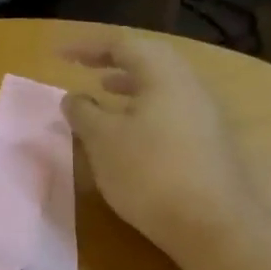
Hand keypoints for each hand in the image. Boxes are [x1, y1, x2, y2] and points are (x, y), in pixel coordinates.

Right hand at [60, 26, 259, 249]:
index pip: (123, 45)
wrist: (212, 224)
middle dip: (113, 62)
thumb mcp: (103, 140)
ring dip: (129, 87)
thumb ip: (83, 113)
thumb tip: (74, 97)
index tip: (58, 55)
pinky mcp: (208, 143)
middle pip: (149, 61)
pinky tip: (128, 133)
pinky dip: (142, 110)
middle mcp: (189, 86)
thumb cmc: (149, 172)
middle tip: (84, 68)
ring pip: (161, 87)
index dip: (87, 47)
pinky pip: (169, 111)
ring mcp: (204, 115)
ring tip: (103, 95)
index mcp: (164, 75)